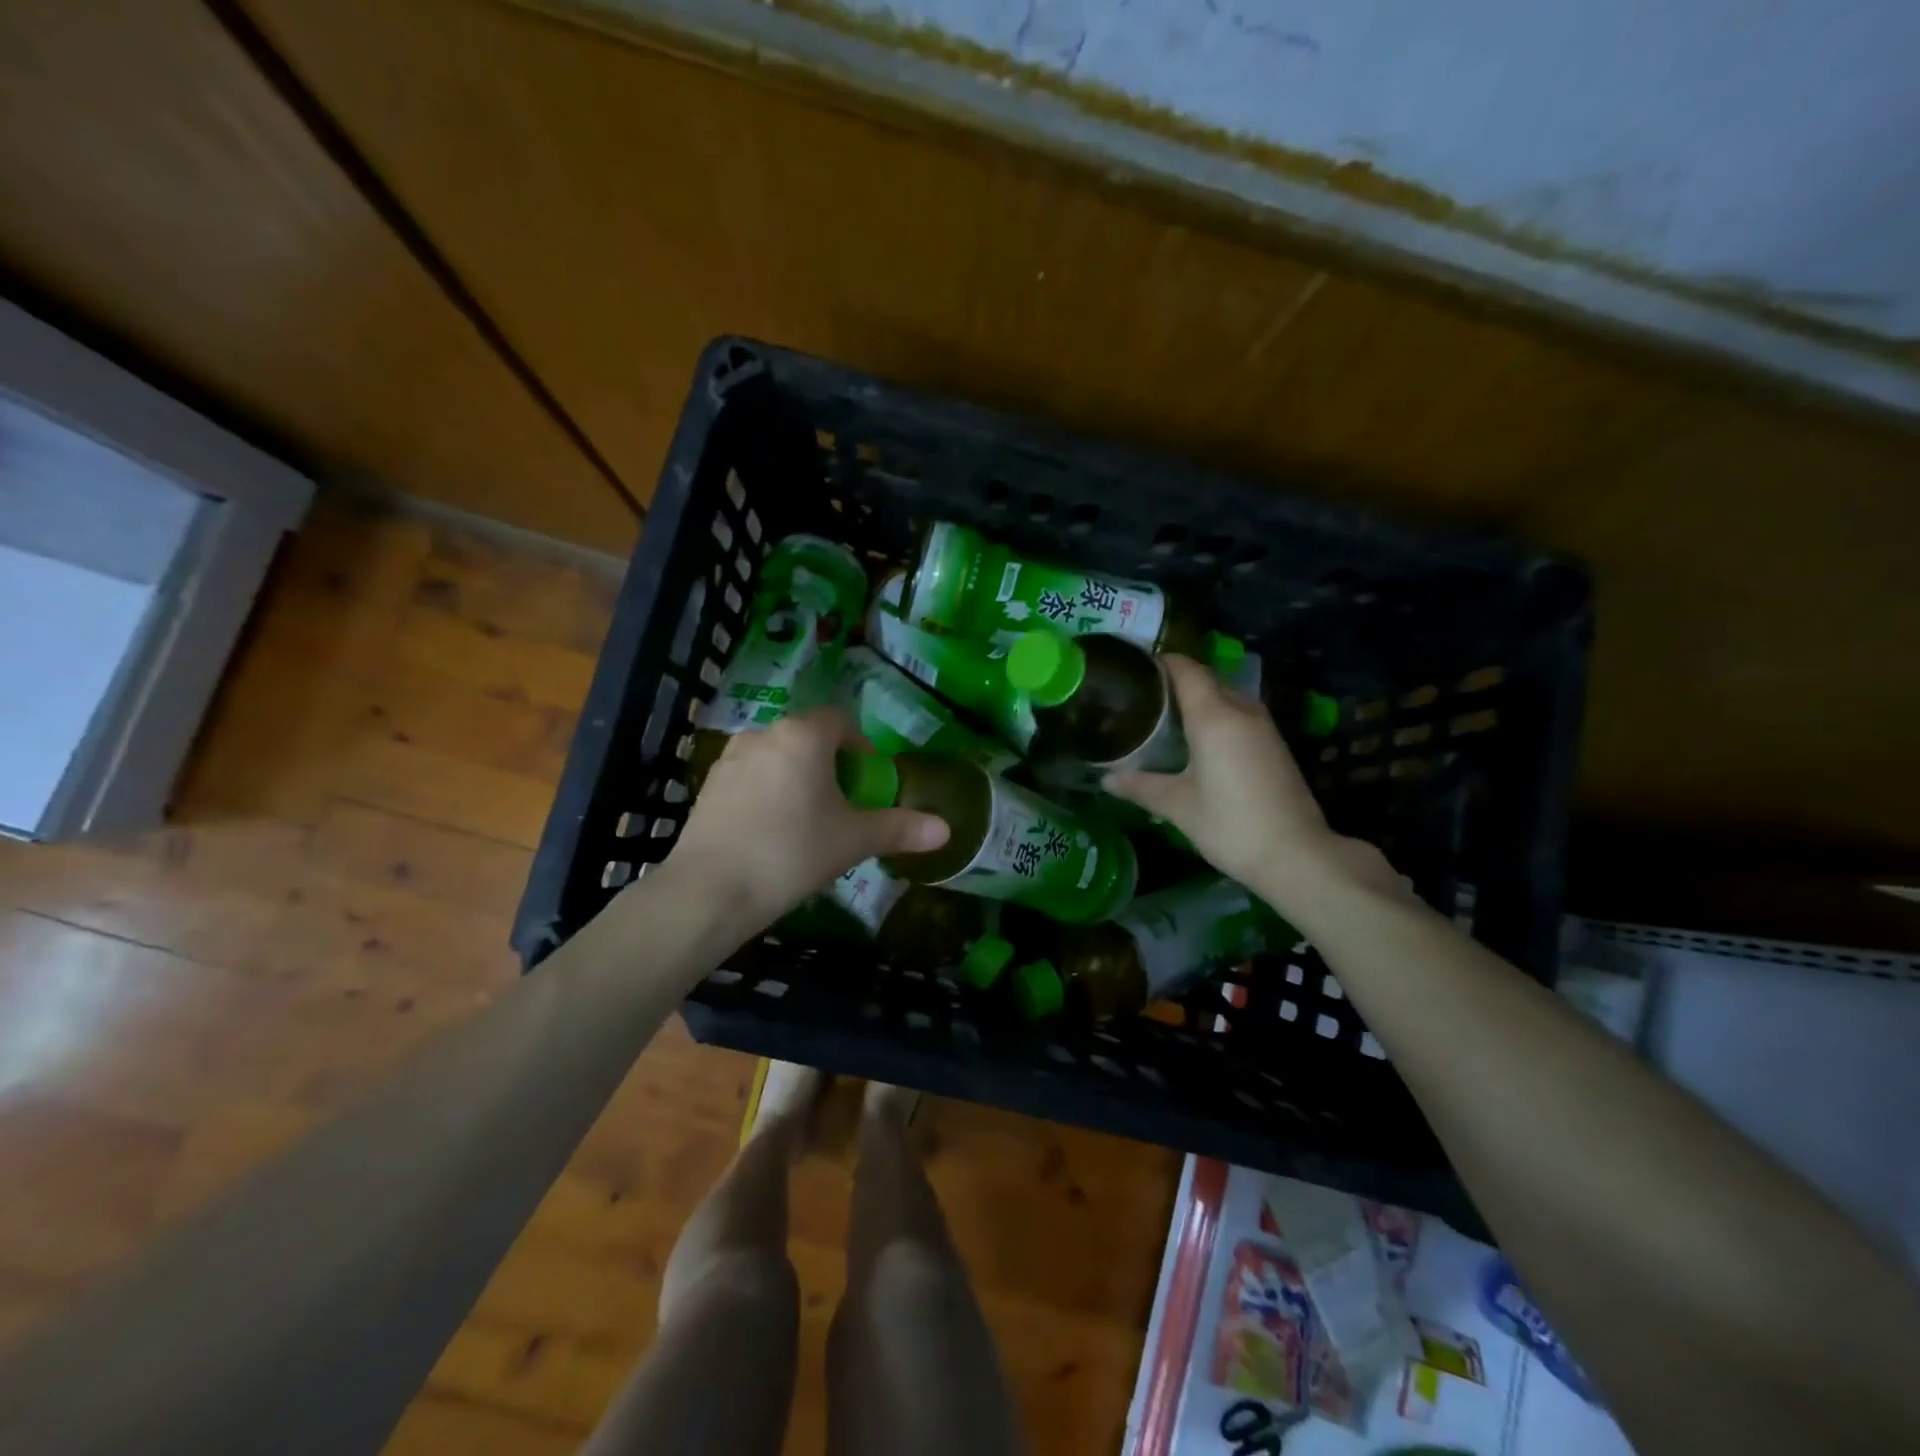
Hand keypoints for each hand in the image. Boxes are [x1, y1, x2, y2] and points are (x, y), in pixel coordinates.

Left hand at [667, 709, 948, 928]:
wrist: (711, 890)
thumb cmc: (793, 852)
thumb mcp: (854, 840)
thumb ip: (900, 828)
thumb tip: (946, 829)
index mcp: (804, 736)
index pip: (841, 722)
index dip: (861, 747)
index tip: (868, 782)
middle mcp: (765, 734)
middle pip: (808, 739)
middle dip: (829, 765)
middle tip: (842, 806)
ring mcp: (730, 758)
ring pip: (777, 758)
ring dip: (796, 778)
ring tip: (806, 820)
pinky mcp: (708, 785)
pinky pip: (750, 777)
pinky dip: (766, 793)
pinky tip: (769, 832)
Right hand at [1106, 656, 1401, 910]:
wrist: (1296, 855)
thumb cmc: (1229, 824)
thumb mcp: (1177, 806)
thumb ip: (1140, 786)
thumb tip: (1106, 779)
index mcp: (1214, 716)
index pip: (1186, 669)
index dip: (1160, 662)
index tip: (1134, 669)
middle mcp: (1241, 710)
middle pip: (1206, 679)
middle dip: (1176, 680)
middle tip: (1142, 696)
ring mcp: (1263, 726)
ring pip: (1225, 695)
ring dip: (1198, 698)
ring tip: (1164, 715)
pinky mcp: (1274, 744)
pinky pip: (1238, 713)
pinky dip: (1215, 715)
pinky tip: (1197, 739)